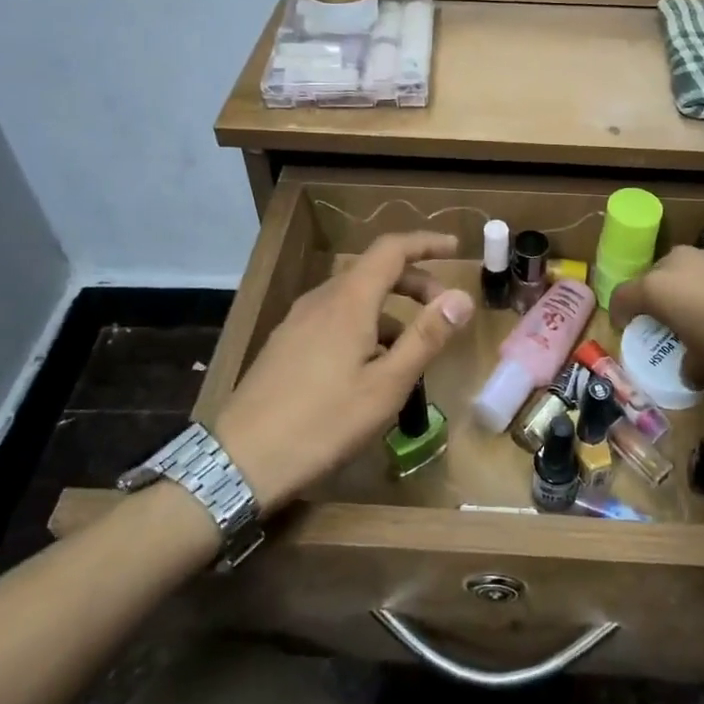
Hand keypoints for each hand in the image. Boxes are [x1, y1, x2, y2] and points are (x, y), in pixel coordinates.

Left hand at [214, 232, 473, 512]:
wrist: (241, 460)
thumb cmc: (323, 422)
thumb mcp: (387, 385)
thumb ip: (426, 337)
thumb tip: (462, 297)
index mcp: (349, 301)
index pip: (391, 249)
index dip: (425, 243)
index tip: (455, 248)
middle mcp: (321, 300)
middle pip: (374, 272)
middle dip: (414, 283)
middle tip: (444, 311)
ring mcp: (298, 321)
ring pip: (354, 298)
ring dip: (390, 310)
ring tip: (412, 350)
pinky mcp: (286, 344)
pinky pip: (335, 319)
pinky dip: (364, 326)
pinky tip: (370, 368)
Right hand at [609, 244, 703, 383]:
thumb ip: (690, 367)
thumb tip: (691, 375)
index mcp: (657, 288)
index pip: (623, 296)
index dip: (621, 312)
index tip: (626, 324)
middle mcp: (679, 262)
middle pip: (658, 276)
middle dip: (660, 295)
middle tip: (671, 316)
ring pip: (693, 266)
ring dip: (695, 284)